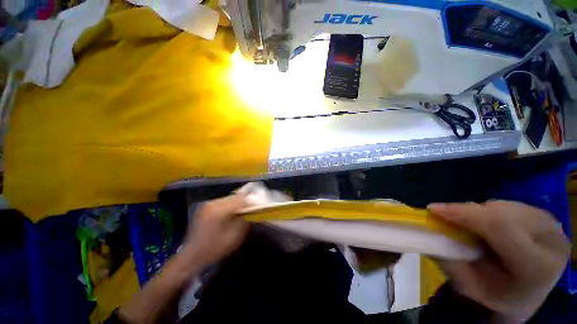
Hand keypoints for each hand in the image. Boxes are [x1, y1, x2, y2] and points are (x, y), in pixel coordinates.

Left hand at [183, 193, 248, 266]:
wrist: (191, 256)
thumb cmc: (214, 248)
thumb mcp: (235, 237)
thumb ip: (244, 220)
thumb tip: (250, 210)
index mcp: (220, 210)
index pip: (240, 199)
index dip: (250, 202)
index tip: (256, 207)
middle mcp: (213, 203)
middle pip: (234, 197)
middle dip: (244, 202)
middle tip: (249, 210)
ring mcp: (208, 204)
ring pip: (229, 199)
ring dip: (236, 204)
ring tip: (241, 212)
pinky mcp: (205, 207)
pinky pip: (222, 202)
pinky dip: (229, 206)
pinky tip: (230, 214)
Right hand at [429, 201, 569, 322]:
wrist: (526, 296)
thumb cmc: (495, 295)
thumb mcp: (468, 284)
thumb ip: (448, 257)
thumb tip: (426, 227)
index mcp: (537, 266)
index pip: (500, 228)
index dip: (464, 214)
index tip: (432, 209)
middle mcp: (551, 240)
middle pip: (501, 213)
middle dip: (468, 213)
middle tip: (444, 217)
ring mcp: (553, 225)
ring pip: (503, 206)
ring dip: (479, 213)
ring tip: (470, 227)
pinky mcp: (547, 216)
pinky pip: (510, 205)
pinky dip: (490, 212)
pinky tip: (489, 226)